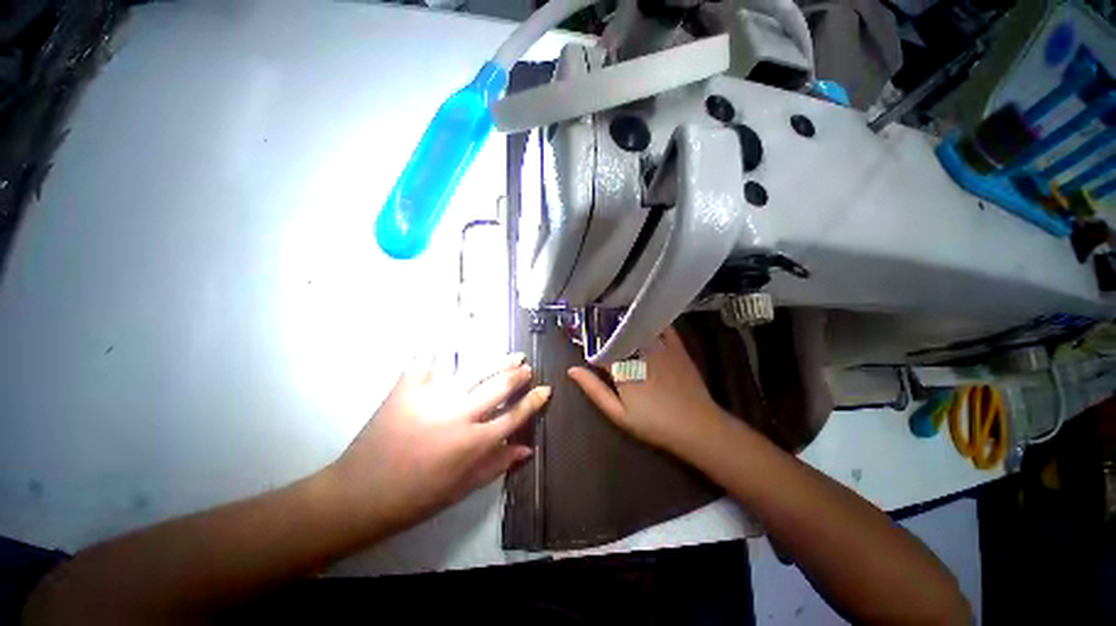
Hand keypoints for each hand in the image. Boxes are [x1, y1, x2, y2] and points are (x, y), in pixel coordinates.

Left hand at [330, 354, 548, 535]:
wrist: (359, 495)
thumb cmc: (416, 498)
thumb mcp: (461, 488)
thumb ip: (496, 464)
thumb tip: (526, 448)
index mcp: (473, 443)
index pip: (514, 415)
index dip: (533, 401)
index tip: (545, 389)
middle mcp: (458, 415)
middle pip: (498, 386)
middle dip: (518, 375)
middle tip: (527, 366)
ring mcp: (432, 398)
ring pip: (474, 372)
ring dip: (497, 362)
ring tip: (512, 355)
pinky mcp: (407, 390)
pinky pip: (427, 364)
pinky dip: (438, 354)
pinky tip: (448, 345)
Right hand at [567, 327, 725, 454]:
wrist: (696, 427)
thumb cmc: (653, 424)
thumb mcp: (618, 414)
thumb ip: (594, 390)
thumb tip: (571, 369)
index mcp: (621, 369)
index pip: (599, 349)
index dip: (587, 344)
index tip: (579, 338)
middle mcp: (638, 353)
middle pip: (616, 334)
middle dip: (603, 328)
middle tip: (593, 322)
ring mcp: (658, 348)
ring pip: (636, 327)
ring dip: (623, 321)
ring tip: (612, 314)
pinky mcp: (676, 347)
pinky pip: (662, 326)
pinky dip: (651, 320)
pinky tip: (643, 316)